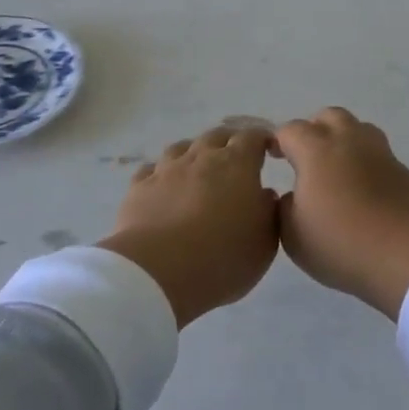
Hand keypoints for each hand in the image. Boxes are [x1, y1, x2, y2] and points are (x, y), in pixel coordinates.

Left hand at [99, 125, 279, 327]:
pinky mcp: (139, 188)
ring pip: (182, 147)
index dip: (263, 140)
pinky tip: (163, 187)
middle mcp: (202, 157)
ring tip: (197, 170)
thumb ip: (269, 212)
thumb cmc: (221, 256)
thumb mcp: (264, 242)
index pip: (253, 136)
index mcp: (237, 163)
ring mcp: (167, 170)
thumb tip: (264, 195)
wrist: (157, 274)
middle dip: (229, 143)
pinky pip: (151, 170)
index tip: (269, 151)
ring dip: (194, 153)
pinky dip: (161, 173)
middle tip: (235, 161)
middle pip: (217, 135)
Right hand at [273, 108, 408, 319]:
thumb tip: (290, 196)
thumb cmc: (341, 242)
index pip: (291, 130)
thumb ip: (284, 209)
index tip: (273, 157)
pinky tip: (361, 186)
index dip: (279, 140)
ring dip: (343, 140)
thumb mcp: (293, 235)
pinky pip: (377, 153)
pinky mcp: (401, 168)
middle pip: (329, 117)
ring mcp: (379, 151)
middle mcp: (349, 140)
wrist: (406, 252)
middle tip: (306, 158)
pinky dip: (365, 161)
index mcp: (317, 150)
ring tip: (336, 168)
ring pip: (358, 128)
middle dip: (314, 130)